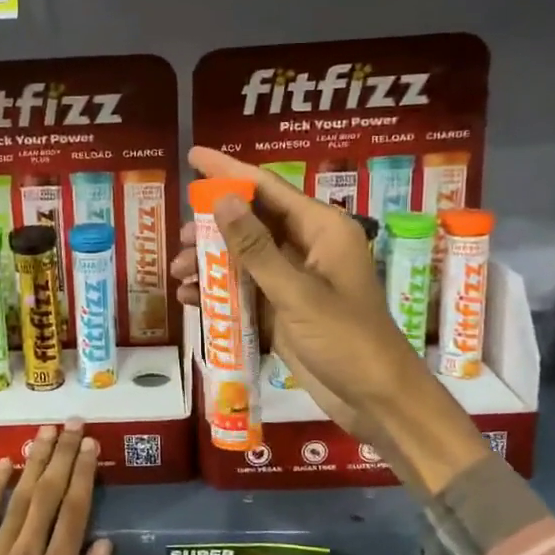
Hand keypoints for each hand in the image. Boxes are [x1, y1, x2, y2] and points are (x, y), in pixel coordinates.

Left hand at [0, 423, 112, 554]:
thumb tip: (104, 544)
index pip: (74, 511)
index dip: (83, 474)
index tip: (90, 445)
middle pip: (47, 494)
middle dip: (62, 455)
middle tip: (72, 423)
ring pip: (18, 497)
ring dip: (33, 461)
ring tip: (44, 432)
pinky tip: (3, 464)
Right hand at [171, 146, 427, 435]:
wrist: (374, 399)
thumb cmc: (346, 339)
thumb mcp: (297, 293)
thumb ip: (256, 248)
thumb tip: (221, 201)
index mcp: (322, 229)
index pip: (268, 187)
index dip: (228, 170)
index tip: (193, 155)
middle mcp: (308, 245)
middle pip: (252, 221)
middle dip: (212, 228)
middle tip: (180, 240)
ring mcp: (295, 278)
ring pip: (245, 256)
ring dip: (211, 263)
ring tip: (180, 276)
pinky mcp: (284, 307)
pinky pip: (246, 287)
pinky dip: (220, 290)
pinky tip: (192, 300)